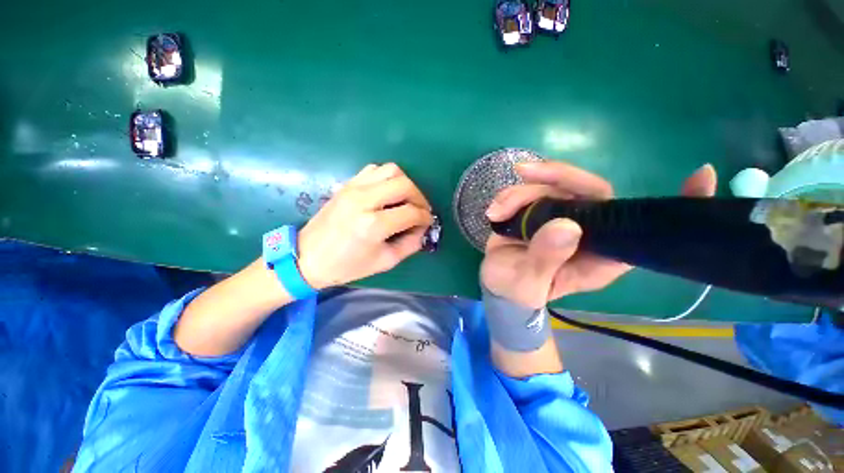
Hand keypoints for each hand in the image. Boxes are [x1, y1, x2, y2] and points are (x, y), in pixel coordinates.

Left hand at [297, 163, 432, 289]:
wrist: (308, 257)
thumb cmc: (347, 265)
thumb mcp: (385, 261)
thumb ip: (410, 244)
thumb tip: (423, 229)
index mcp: (373, 225)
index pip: (411, 212)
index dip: (425, 217)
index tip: (427, 222)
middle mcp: (364, 200)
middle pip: (404, 185)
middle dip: (419, 197)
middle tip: (420, 210)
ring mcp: (353, 188)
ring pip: (391, 170)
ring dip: (405, 184)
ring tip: (406, 199)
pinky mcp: (347, 184)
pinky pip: (374, 170)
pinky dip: (387, 178)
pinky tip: (388, 193)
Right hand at [481, 162, 717, 307]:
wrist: (499, 287)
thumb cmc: (518, 292)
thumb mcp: (529, 284)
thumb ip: (546, 260)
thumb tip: (566, 226)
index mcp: (598, 255)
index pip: (640, 226)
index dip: (674, 204)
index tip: (701, 175)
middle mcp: (586, 230)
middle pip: (588, 189)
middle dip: (557, 175)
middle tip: (525, 172)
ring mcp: (559, 217)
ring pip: (550, 187)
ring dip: (519, 193)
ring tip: (495, 212)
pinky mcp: (537, 212)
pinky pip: (528, 192)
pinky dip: (508, 197)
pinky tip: (493, 212)